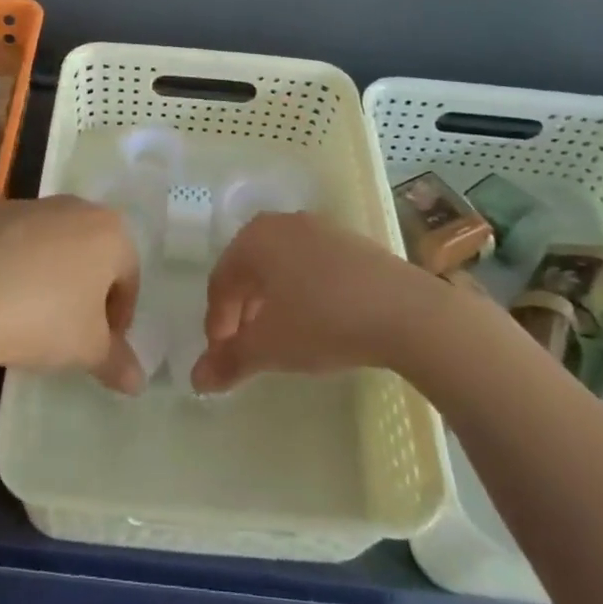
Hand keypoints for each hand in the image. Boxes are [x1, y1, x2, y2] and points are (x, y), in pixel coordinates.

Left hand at [0, 195, 145, 391]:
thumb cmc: (43, 319)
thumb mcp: (87, 350)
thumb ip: (117, 362)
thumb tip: (138, 381)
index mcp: (110, 232)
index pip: (127, 277)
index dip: (118, 315)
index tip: (102, 344)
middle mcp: (73, 206)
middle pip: (90, 251)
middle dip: (85, 287)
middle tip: (69, 327)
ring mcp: (27, 203)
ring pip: (49, 240)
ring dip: (47, 270)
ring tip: (27, 310)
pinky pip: (8, 238)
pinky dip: (7, 260)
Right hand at [190, 211, 437, 393]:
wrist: (406, 311)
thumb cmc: (322, 321)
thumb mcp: (270, 347)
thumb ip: (229, 361)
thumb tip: (197, 379)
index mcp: (254, 238)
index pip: (220, 281)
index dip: (216, 323)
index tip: (222, 357)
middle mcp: (282, 224)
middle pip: (249, 270)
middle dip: (242, 312)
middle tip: (246, 348)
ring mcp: (320, 229)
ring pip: (281, 267)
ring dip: (271, 303)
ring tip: (279, 338)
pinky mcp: (352, 243)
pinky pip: (311, 266)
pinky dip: (302, 293)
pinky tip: (315, 322)